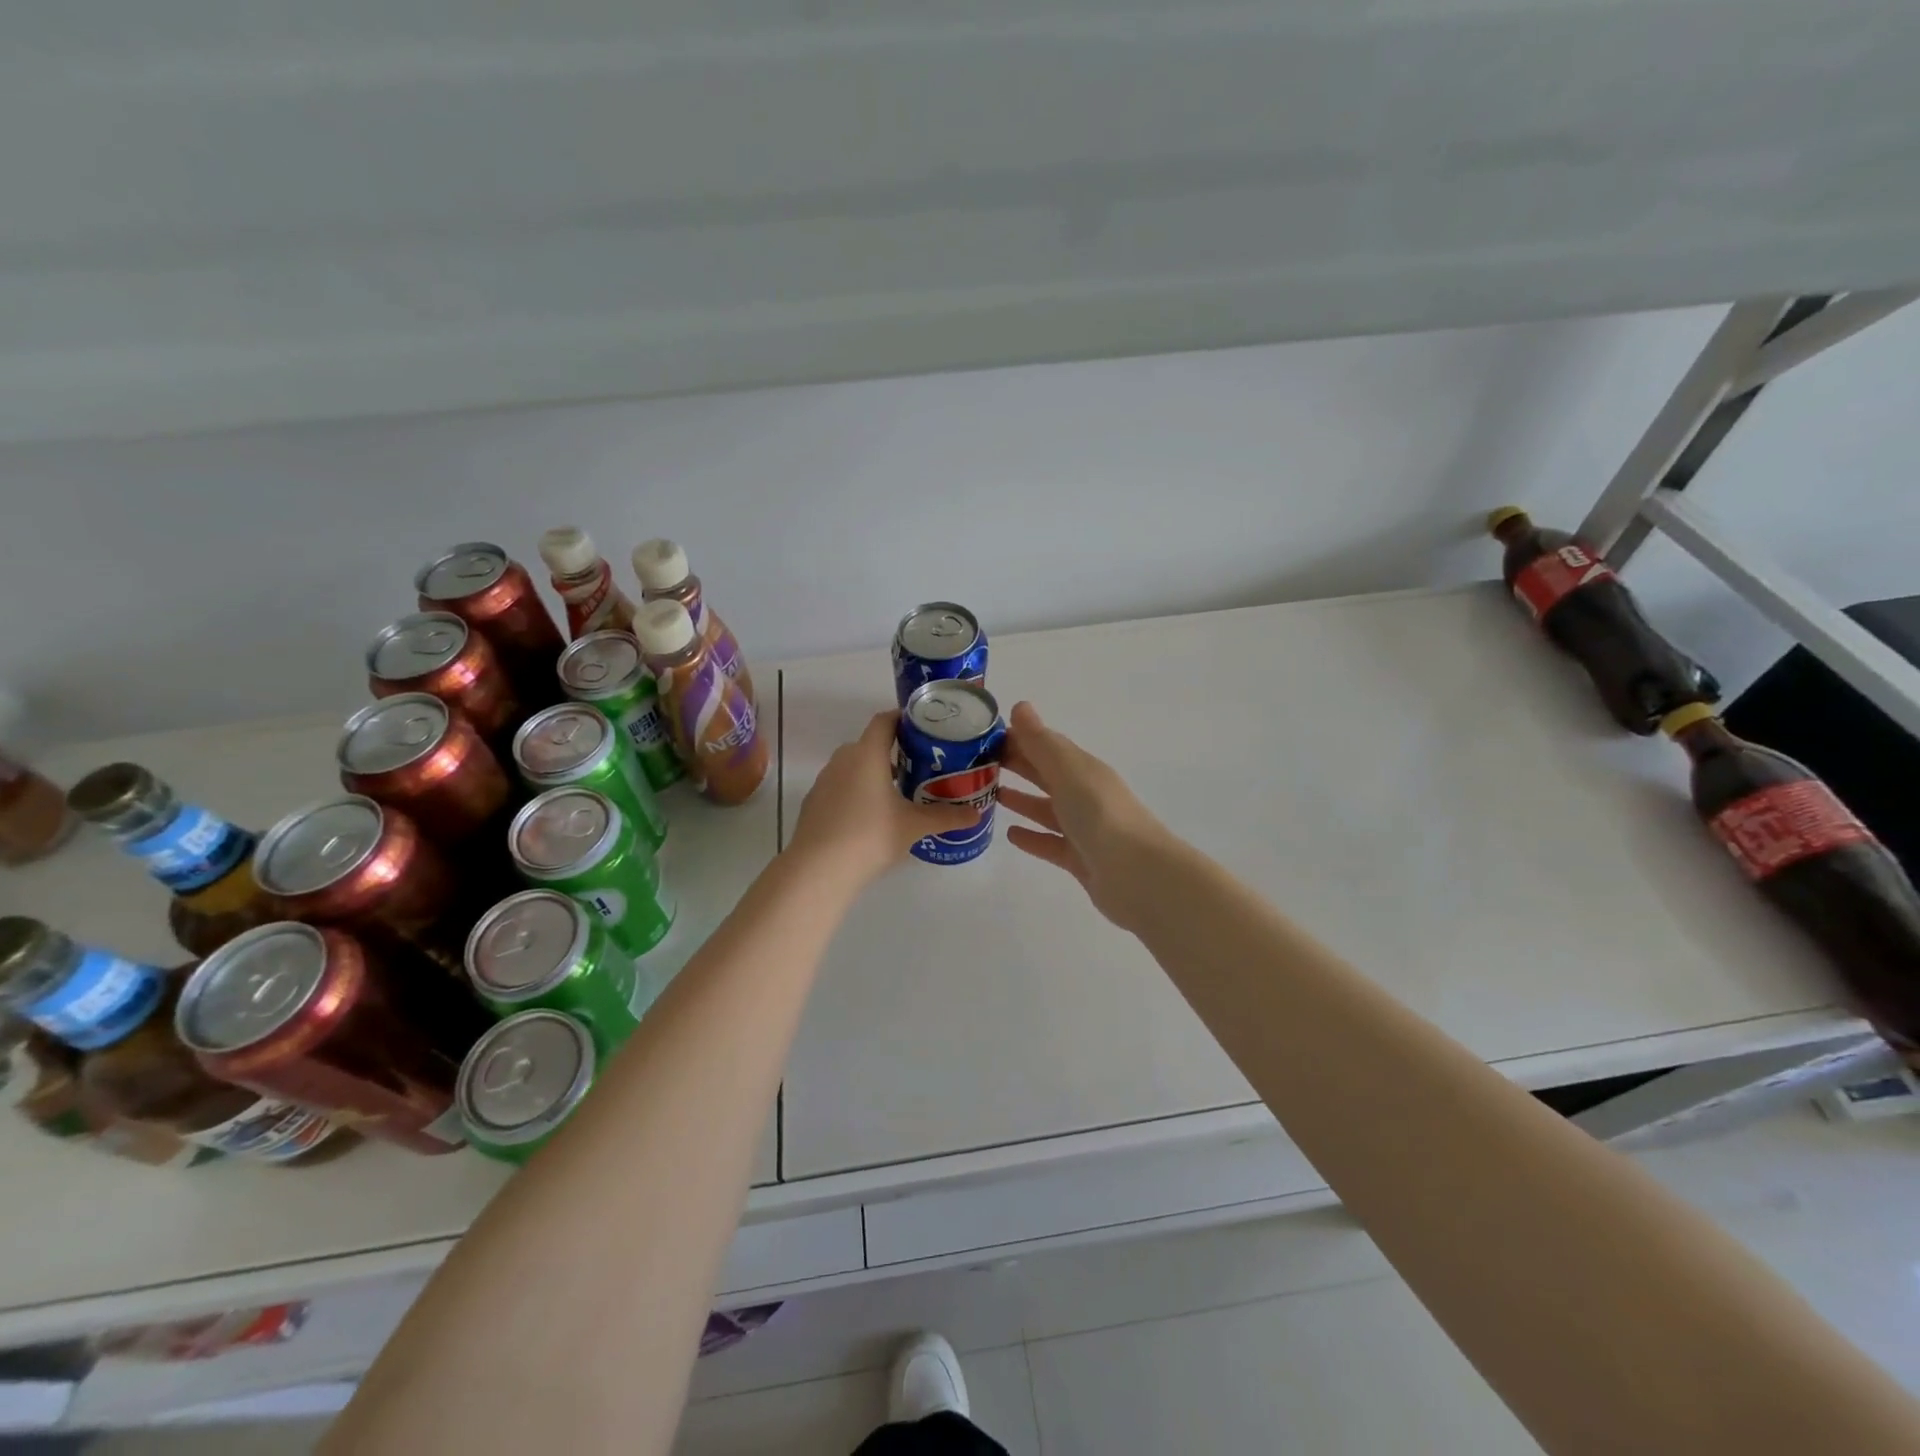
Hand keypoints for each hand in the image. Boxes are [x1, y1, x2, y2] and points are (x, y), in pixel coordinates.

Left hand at [788, 711, 975, 887]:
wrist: (818, 869)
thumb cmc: (870, 836)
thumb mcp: (913, 826)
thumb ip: (945, 817)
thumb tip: (976, 814)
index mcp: (867, 754)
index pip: (884, 721)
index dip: (904, 719)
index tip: (924, 728)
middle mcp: (843, 759)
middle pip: (870, 744)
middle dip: (894, 752)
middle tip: (921, 766)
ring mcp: (824, 781)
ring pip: (854, 767)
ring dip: (875, 774)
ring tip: (899, 793)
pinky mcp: (814, 802)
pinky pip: (840, 787)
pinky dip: (857, 792)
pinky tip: (870, 817)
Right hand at [999, 701, 1168, 926]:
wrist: (1138, 876)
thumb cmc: (1100, 816)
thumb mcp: (1069, 772)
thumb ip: (1042, 743)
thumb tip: (1020, 705)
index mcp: (1084, 769)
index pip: (1047, 745)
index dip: (1019, 738)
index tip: (983, 736)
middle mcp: (1085, 795)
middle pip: (1046, 775)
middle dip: (1017, 765)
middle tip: (976, 763)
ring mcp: (1084, 829)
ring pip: (1047, 809)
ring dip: (1021, 800)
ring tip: (988, 794)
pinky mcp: (1080, 860)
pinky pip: (1050, 843)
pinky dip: (1031, 837)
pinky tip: (1010, 834)